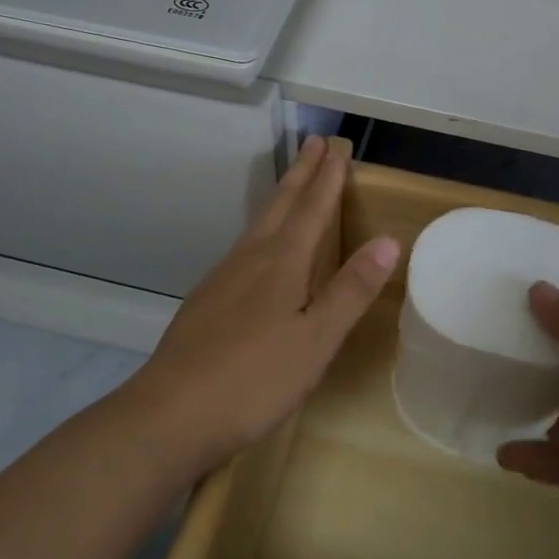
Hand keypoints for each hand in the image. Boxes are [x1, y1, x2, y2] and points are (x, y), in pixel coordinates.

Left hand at [124, 136, 399, 476]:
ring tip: (292, 186)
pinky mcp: (205, 302)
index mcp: (281, 264)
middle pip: (280, 206)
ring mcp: (222, 279)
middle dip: (301, 174)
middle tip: (313, 143)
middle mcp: (250, 260)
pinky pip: (243, 249)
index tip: (338, 148)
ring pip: (258, 225)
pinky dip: (261, 231)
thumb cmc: (254, 380)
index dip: (328, 178)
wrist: (169, 415)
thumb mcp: (316, 340)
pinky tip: (258, 251)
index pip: (312, 209)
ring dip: (280, 199)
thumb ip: (351, 290)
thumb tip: (389, 240)